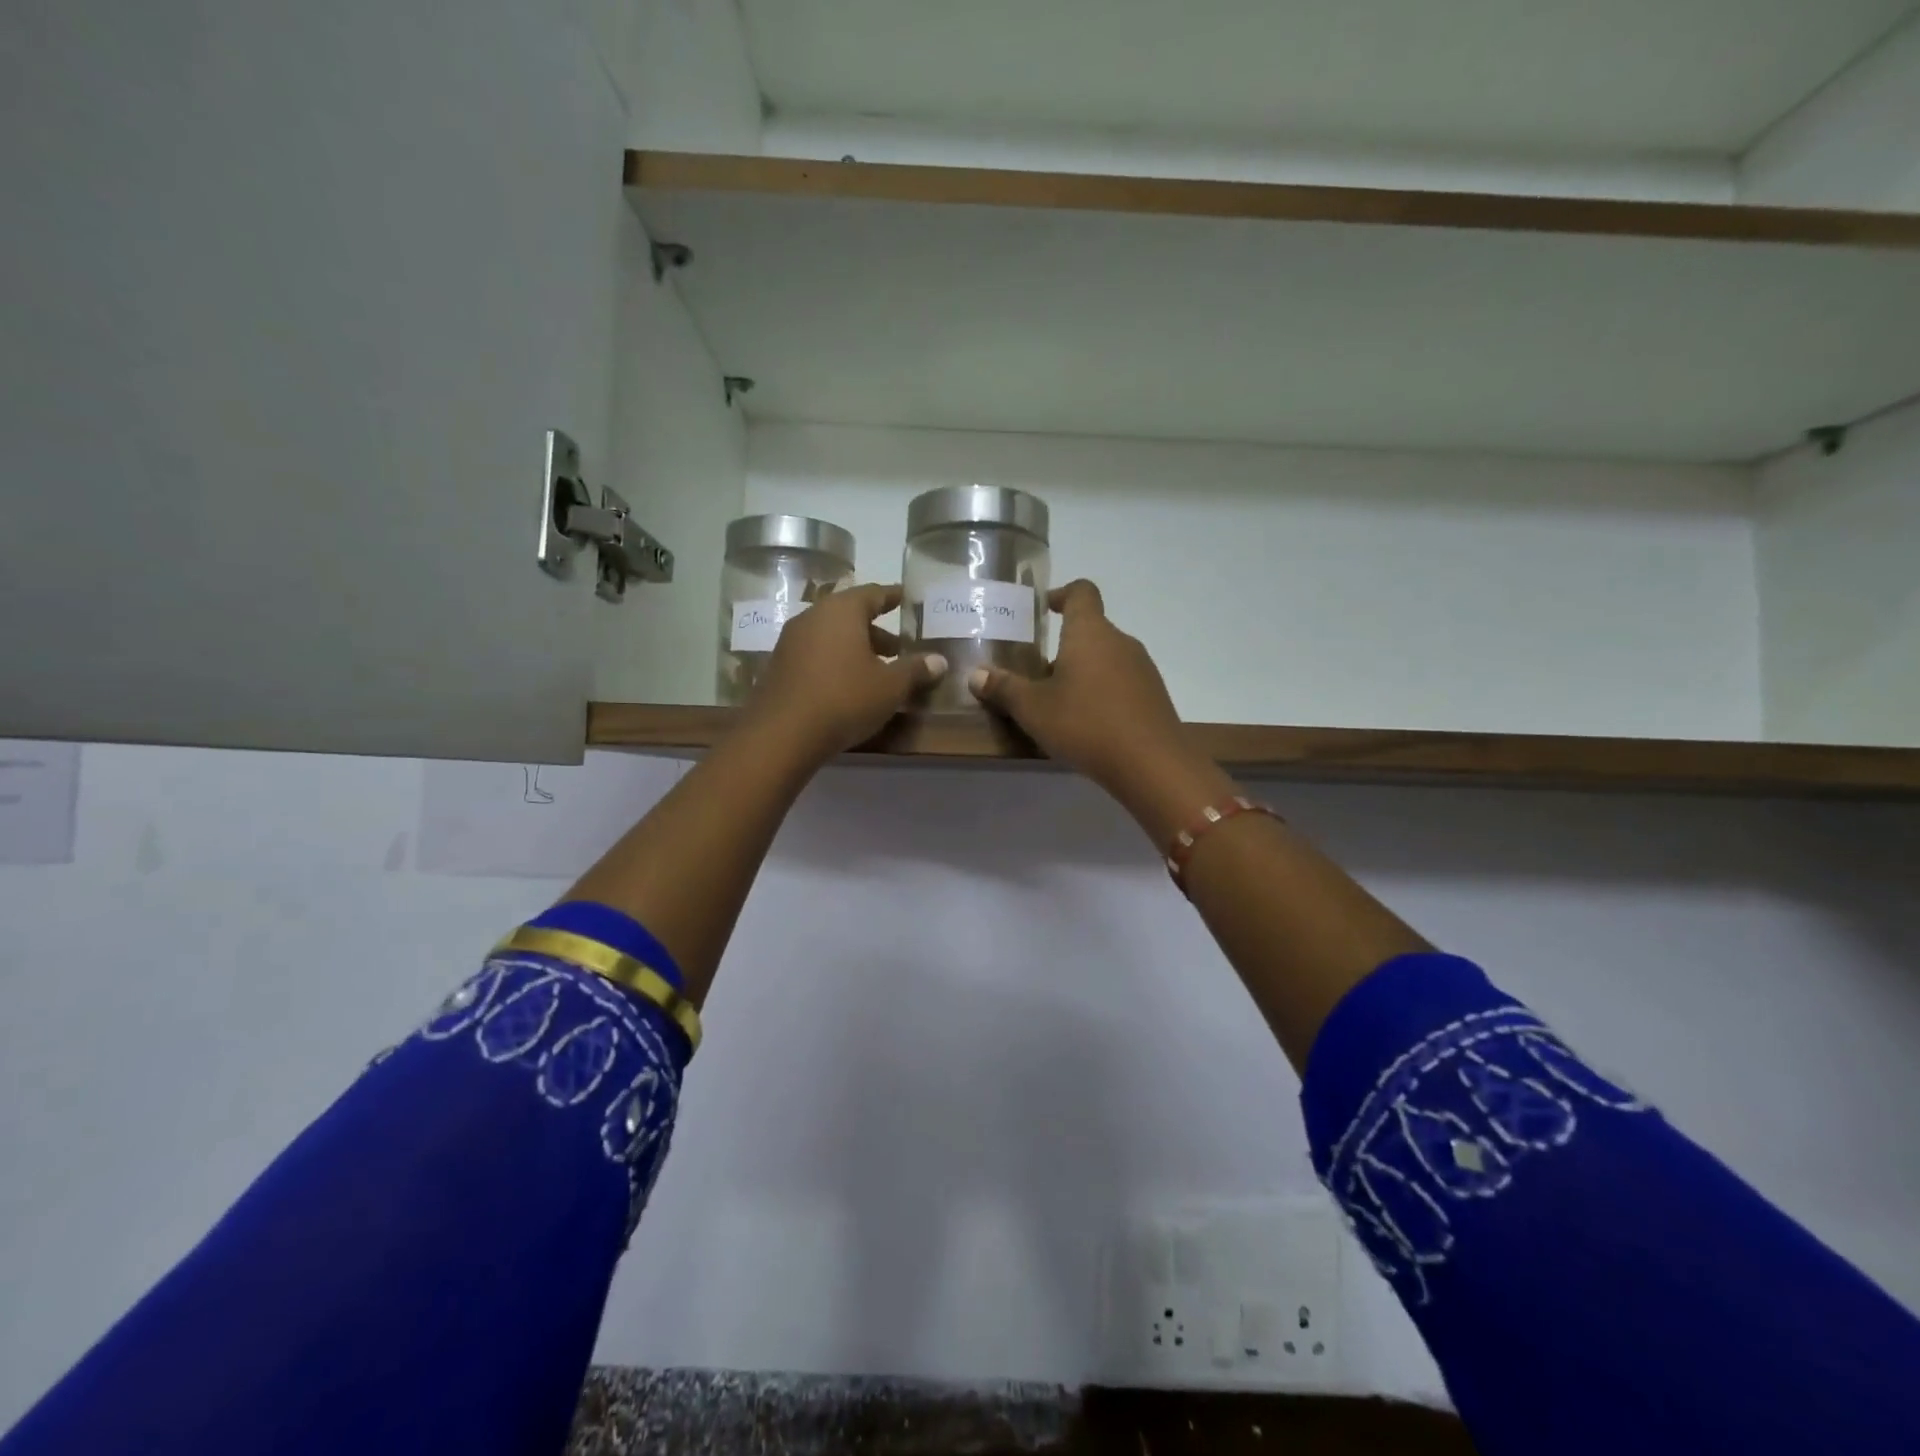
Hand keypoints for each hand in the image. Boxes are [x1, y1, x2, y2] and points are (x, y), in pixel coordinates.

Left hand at [745, 583, 946, 763]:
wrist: (782, 734)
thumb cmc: (845, 699)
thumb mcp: (890, 687)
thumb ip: (915, 670)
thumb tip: (939, 661)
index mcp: (842, 611)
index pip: (873, 593)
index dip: (892, 597)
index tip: (905, 598)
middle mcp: (813, 617)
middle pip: (850, 615)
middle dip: (876, 630)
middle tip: (899, 648)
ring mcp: (791, 641)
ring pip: (831, 636)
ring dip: (855, 648)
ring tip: (877, 670)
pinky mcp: (779, 666)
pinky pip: (815, 654)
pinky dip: (835, 662)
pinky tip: (848, 685)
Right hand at [963, 579, 1195, 775]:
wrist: (1152, 764)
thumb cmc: (1086, 724)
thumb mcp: (1033, 709)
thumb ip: (1004, 689)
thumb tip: (976, 675)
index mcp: (1090, 632)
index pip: (1081, 592)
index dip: (1062, 594)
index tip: (1044, 608)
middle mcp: (1120, 641)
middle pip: (1091, 629)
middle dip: (1064, 645)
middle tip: (1037, 672)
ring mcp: (1142, 668)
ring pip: (1106, 658)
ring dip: (1083, 671)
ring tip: (1059, 701)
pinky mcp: (1153, 696)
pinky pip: (1122, 682)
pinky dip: (1102, 692)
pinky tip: (1088, 722)